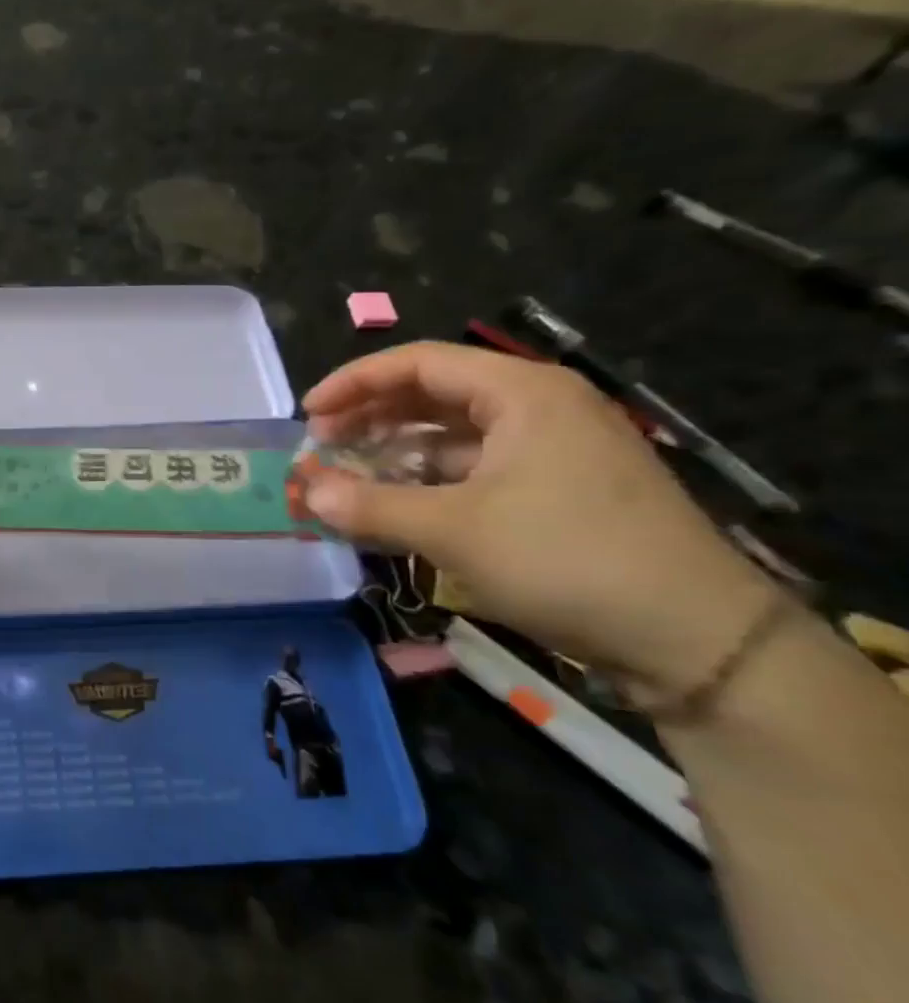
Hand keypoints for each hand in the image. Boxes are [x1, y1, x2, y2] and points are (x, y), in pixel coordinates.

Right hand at [301, 342, 773, 698]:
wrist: (695, 639)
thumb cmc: (566, 559)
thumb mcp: (453, 531)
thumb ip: (370, 506)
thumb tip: (308, 492)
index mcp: (521, 394)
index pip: (418, 363)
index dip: (353, 383)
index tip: (307, 414)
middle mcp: (539, 408)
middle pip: (434, 394)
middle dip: (370, 418)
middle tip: (321, 448)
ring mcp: (554, 450)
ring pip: (453, 435)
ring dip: (395, 453)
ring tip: (348, 479)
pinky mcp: (560, 491)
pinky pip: (476, 469)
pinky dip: (429, 482)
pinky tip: (398, 506)